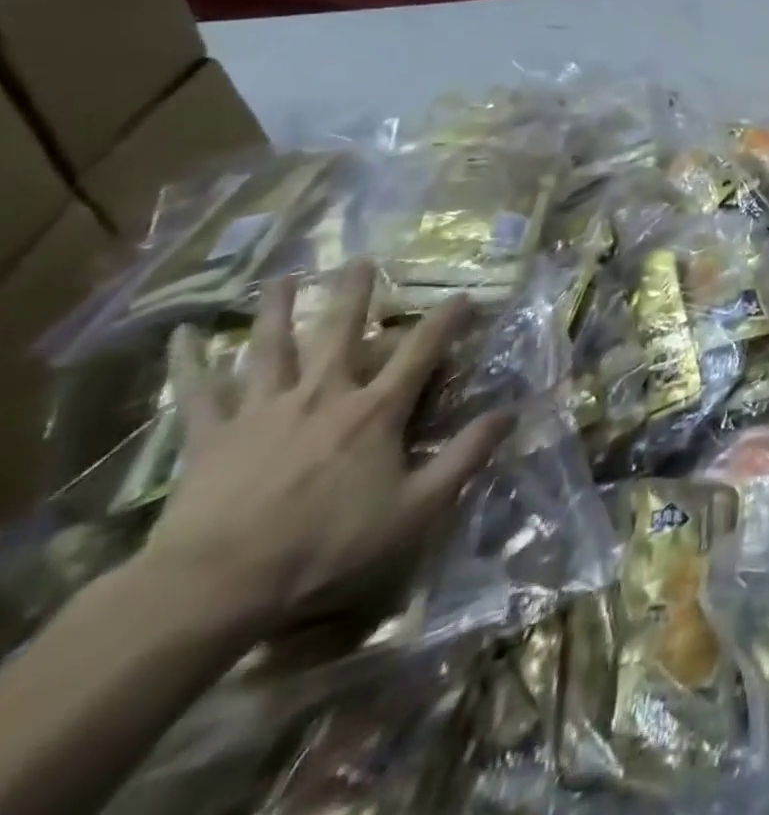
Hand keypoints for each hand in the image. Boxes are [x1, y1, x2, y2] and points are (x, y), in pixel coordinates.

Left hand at [140, 261, 511, 636]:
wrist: (216, 585)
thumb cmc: (327, 545)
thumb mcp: (416, 507)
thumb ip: (465, 456)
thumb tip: (511, 412)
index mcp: (374, 411)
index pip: (421, 351)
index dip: (447, 320)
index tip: (464, 295)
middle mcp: (322, 395)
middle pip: (340, 332)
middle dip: (355, 293)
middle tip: (361, 259)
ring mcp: (262, 411)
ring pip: (271, 347)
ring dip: (277, 309)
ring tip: (281, 277)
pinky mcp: (211, 436)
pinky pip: (197, 392)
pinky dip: (189, 362)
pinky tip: (182, 335)